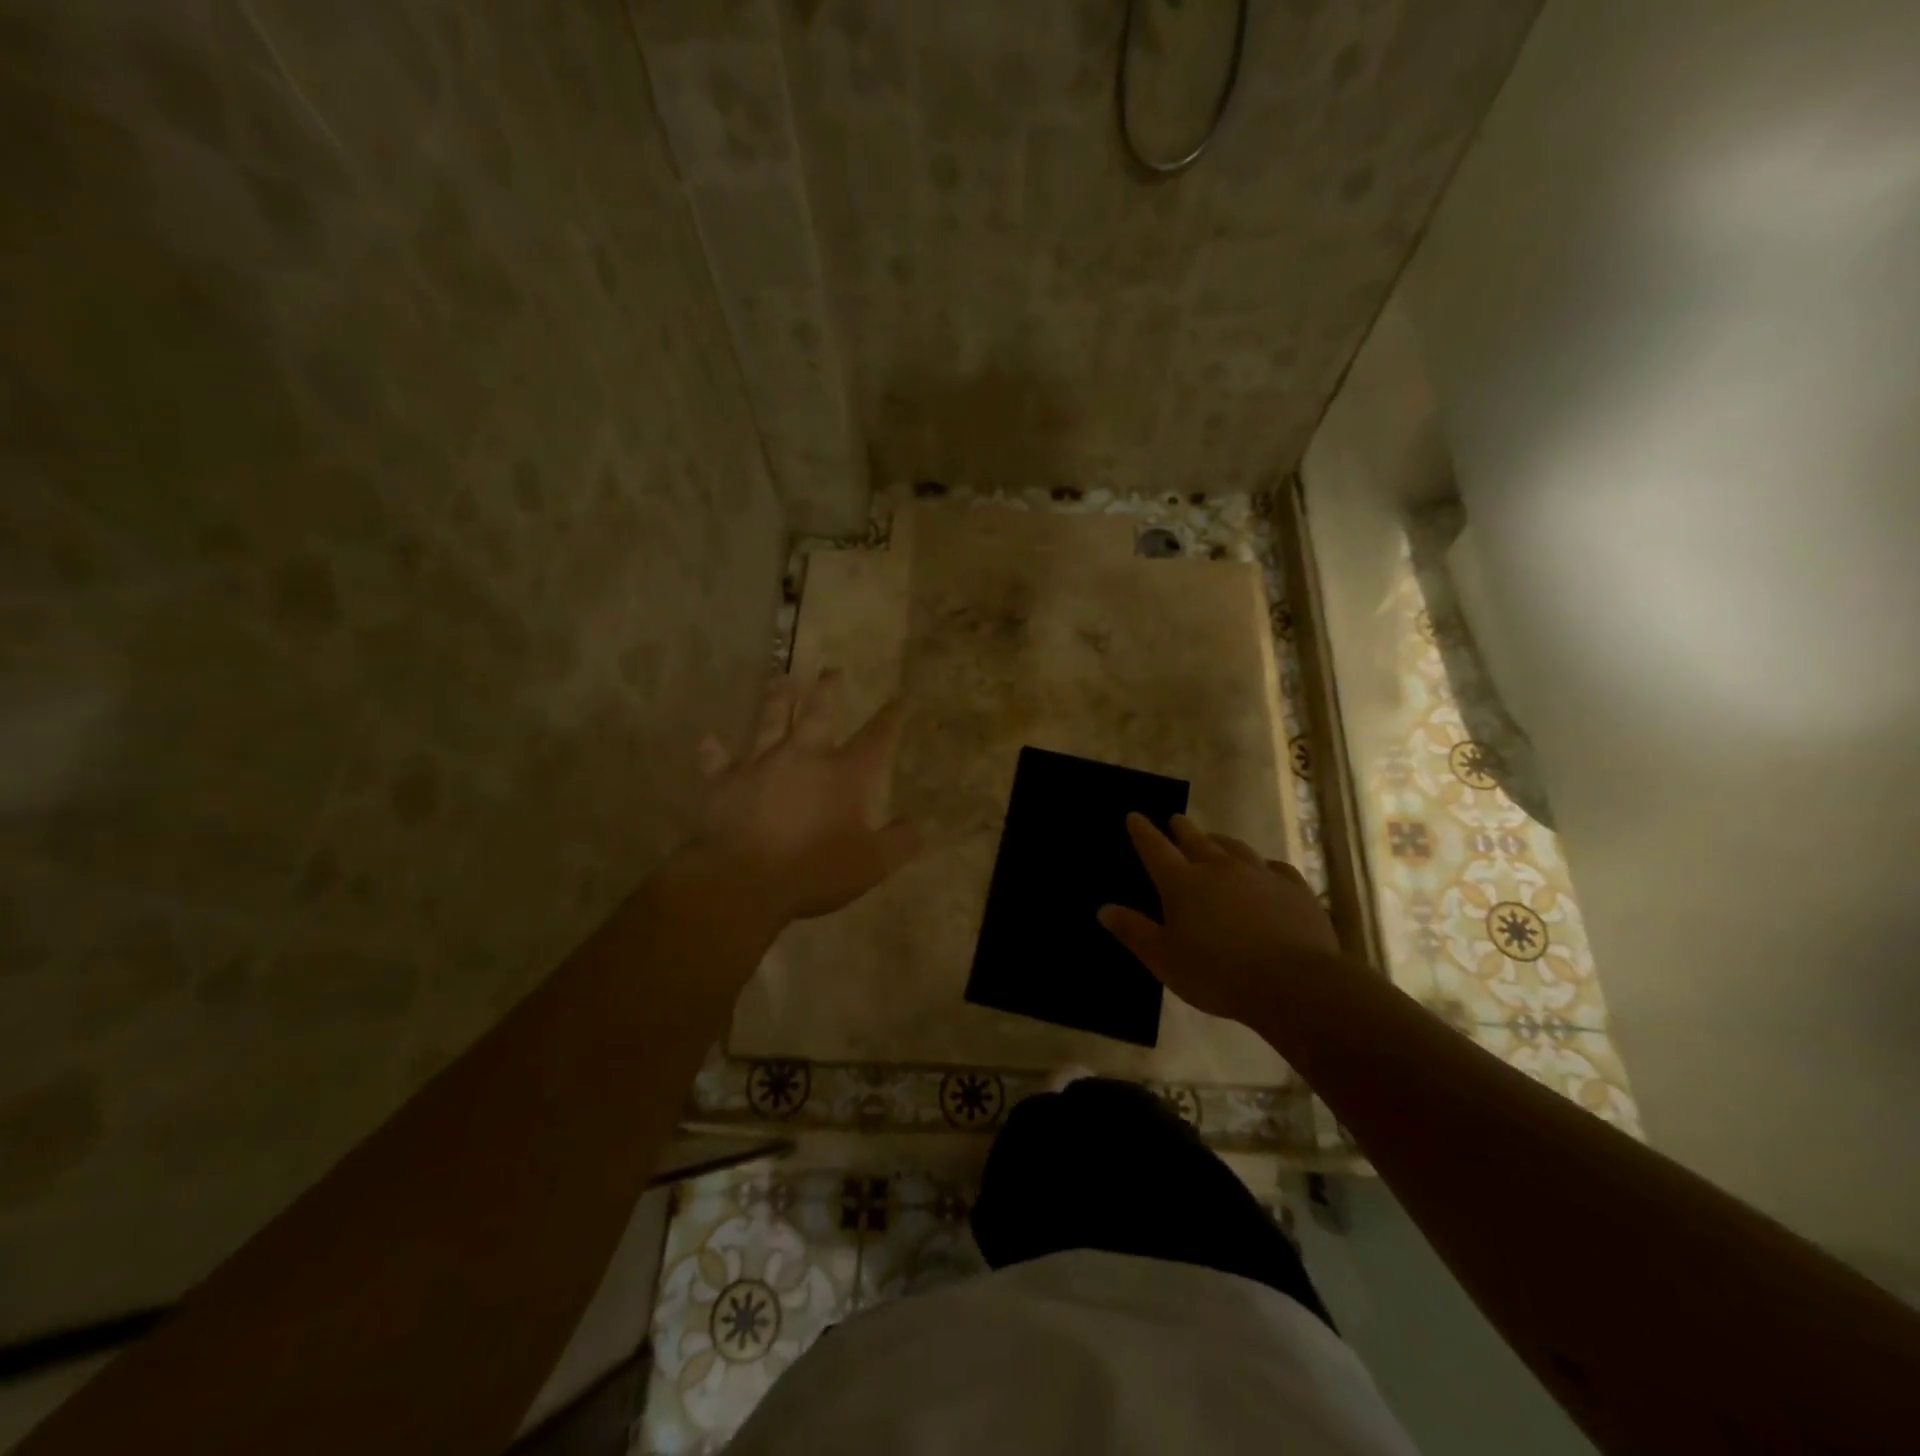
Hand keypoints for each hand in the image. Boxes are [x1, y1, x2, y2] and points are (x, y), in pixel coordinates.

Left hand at [693, 670, 921, 926]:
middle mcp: (804, 756)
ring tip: (781, 679)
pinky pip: (719, 760)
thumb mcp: (872, 865)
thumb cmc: (815, 871)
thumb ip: (900, 843)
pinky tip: (710, 740)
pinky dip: (715, 750)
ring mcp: (762, 764)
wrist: (746, 881)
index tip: (899, 699)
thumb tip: (917, 826)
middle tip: (831, 671)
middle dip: (828, 690)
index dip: (890, 717)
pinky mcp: (727, 782)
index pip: (876, 737)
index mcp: (844, 773)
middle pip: (819, 712)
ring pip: (770, 720)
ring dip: (777, 699)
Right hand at [1098, 813, 1339, 1024]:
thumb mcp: (1164, 960)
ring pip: (1234, 847)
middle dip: (1181, 828)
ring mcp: (1259, 873)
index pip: (1155, 848)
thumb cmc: (1218, 974)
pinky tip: (1265, 870)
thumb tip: (1103, 908)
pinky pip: (1274, 866)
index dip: (1142, 831)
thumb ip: (1134, 931)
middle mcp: (1218, 867)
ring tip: (1214, 841)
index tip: (1134, 816)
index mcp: (1182, 883)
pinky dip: (1263, 865)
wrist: (1294, 982)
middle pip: (1195, 839)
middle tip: (1175, 819)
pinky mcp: (1293, 887)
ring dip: (1219, 841)